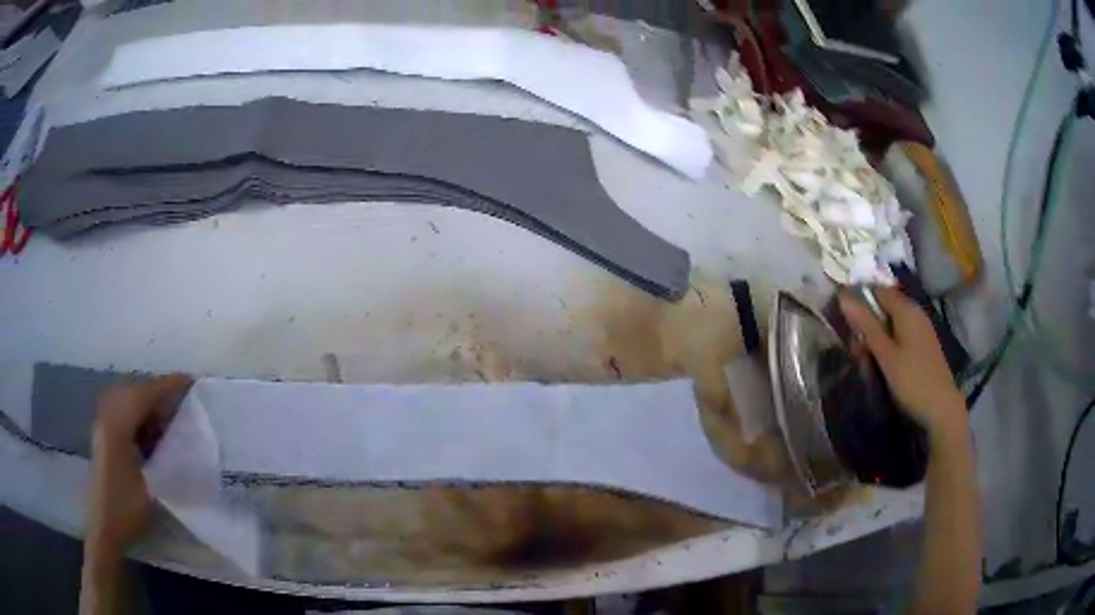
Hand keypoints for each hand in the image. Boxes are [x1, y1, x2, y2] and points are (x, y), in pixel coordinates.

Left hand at [87, 375, 192, 553]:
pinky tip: (151, 435)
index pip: (143, 395)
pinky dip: (138, 416)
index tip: (189, 381)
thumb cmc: (126, 511)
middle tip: (181, 402)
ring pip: (127, 401)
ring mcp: (103, 427)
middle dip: (157, 393)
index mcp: (117, 428)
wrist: (103, 528)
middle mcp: (107, 419)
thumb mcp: (151, 490)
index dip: (166, 386)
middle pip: (133, 392)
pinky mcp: (103, 437)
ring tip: (169, 420)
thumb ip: (166, 462)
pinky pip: (122, 414)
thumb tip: (188, 446)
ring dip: (148, 405)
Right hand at [839, 288, 965, 434]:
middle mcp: (915, 312)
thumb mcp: (885, 354)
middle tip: (855, 350)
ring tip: (866, 361)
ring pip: (892, 322)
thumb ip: (866, 324)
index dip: (858, 299)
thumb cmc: (911, 380)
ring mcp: (921, 328)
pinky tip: (883, 364)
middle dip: (867, 323)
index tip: (843, 320)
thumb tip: (842, 295)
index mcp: (906, 309)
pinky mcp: (923, 344)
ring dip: (876, 337)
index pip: (877, 289)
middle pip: (884, 306)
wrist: (941, 408)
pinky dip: (888, 344)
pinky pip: (901, 334)